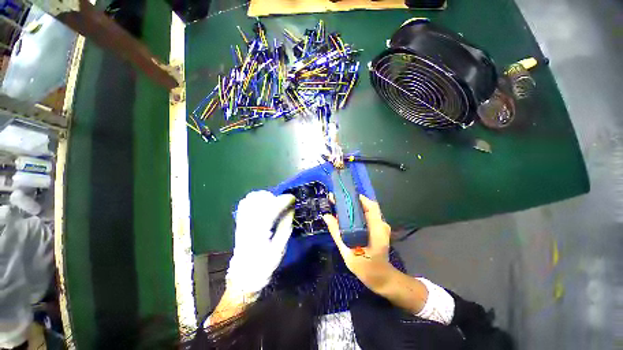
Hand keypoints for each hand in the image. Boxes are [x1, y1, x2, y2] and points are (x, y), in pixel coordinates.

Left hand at [226, 191, 295, 298]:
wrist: (243, 277)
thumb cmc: (264, 265)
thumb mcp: (279, 248)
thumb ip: (285, 226)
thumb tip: (291, 209)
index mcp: (260, 229)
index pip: (273, 206)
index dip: (284, 200)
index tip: (293, 198)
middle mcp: (249, 222)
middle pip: (261, 198)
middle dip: (275, 197)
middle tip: (283, 204)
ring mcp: (242, 221)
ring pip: (252, 198)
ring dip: (265, 197)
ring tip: (274, 204)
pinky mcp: (239, 222)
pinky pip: (245, 203)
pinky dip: (255, 200)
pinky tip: (262, 205)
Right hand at [322, 195, 395, 293]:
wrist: (380, 278)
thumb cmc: (364, 267)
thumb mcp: (347, 250)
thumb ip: (336, 232)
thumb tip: (326, 216)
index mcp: (376, 229)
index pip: (370, 206)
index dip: (358, 198)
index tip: (344, 196)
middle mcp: (381, 224)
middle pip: (368, 206)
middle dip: (353, 201)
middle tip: (339, 201)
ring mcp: (382, 227)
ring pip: (368, 211)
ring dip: (355, 207)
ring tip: (341, 207)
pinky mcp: (379, 229)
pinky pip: (368, 217)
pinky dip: (358, 214)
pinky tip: (348, 217)